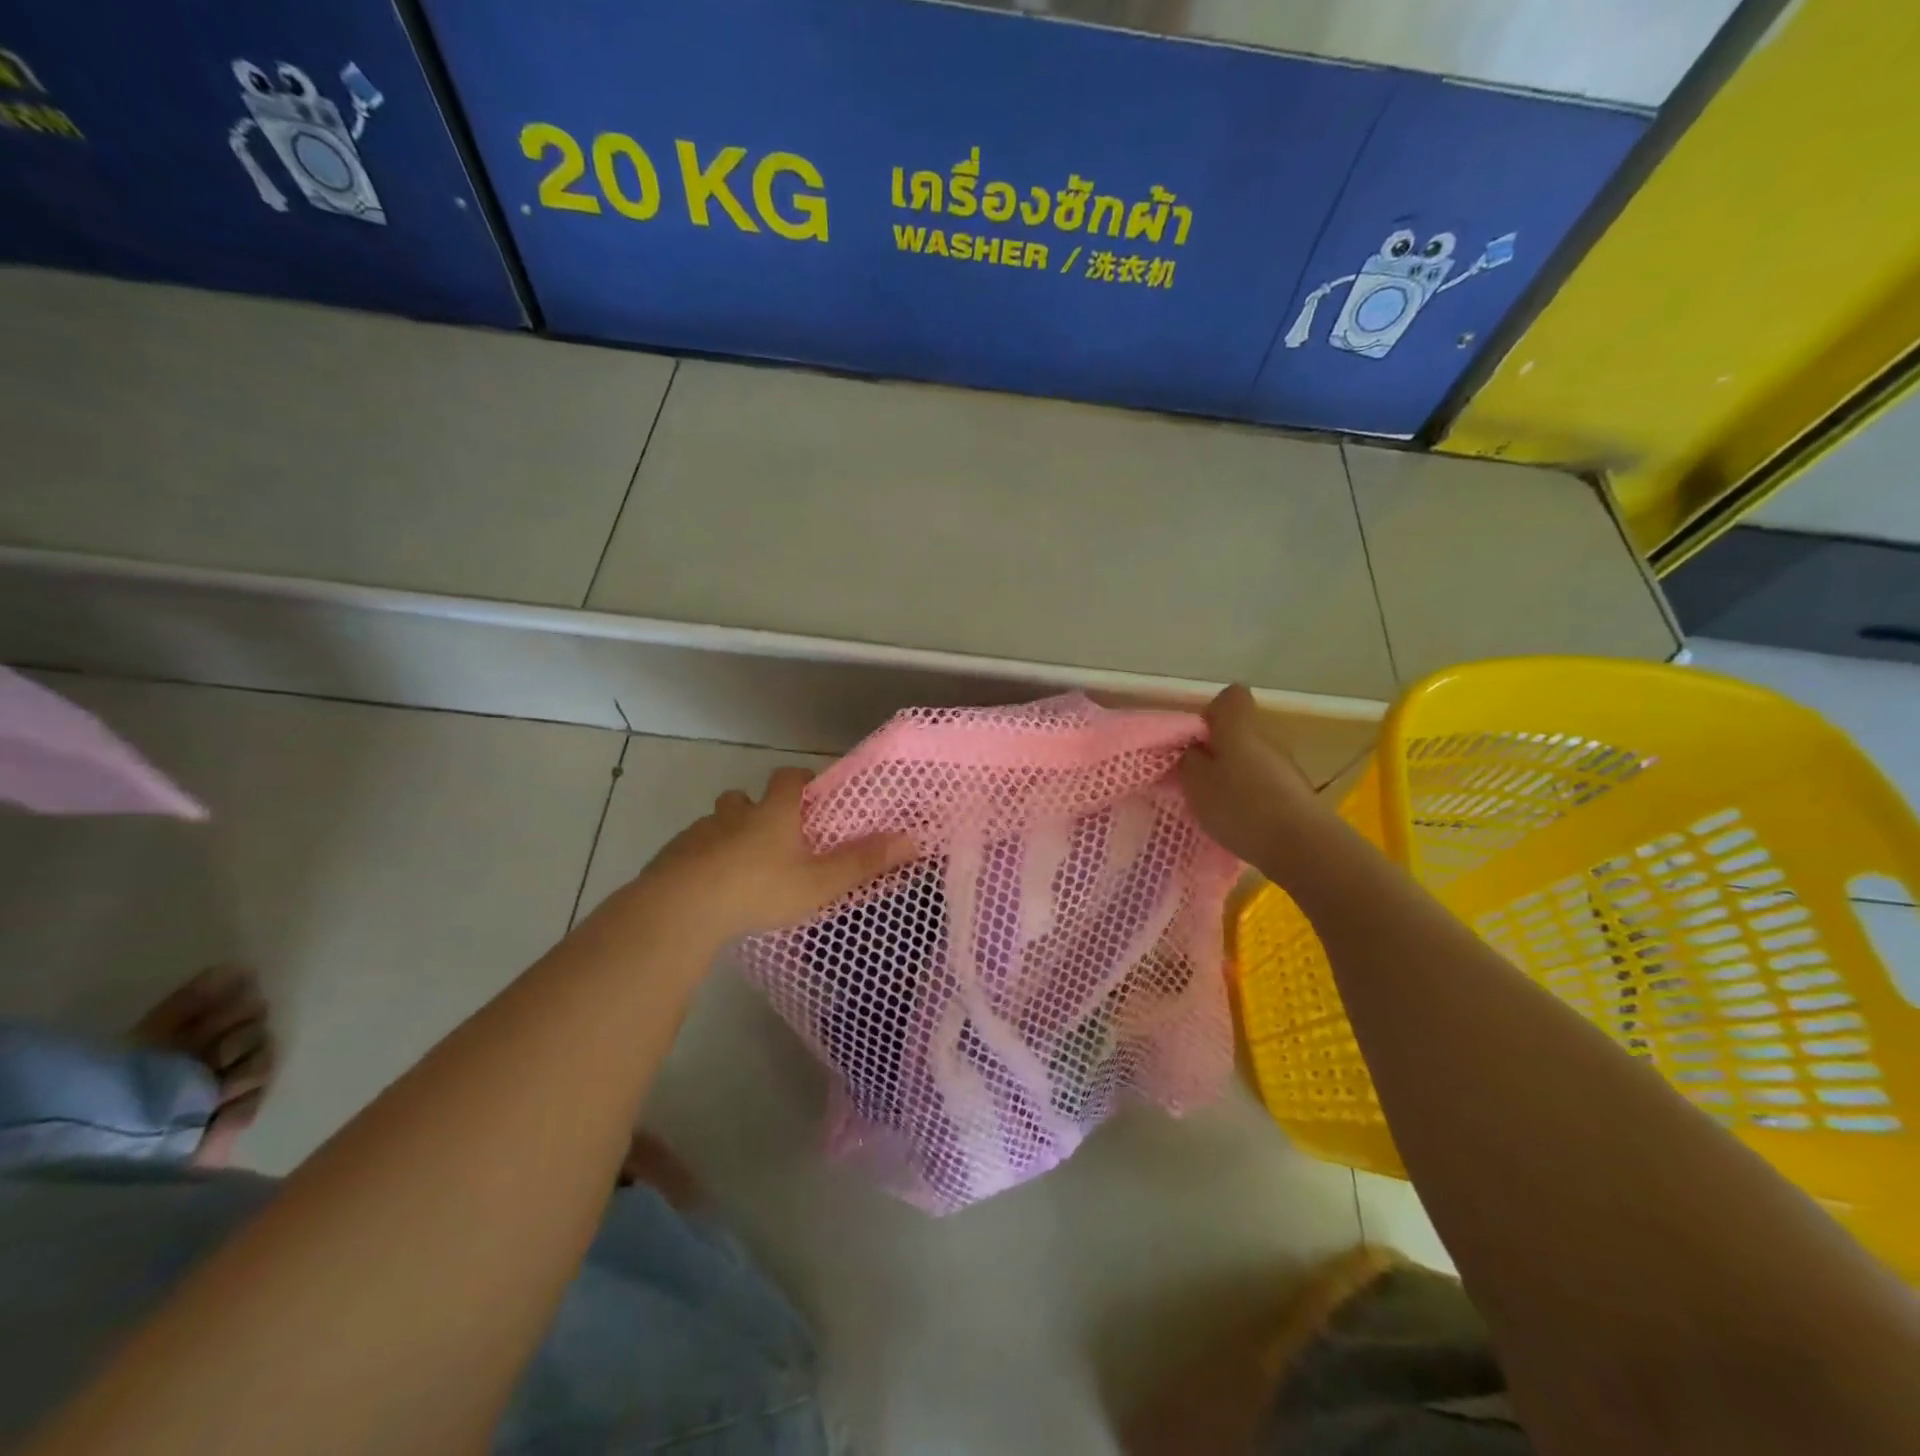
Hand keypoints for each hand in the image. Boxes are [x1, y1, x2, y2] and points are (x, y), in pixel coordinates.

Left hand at [631, 767, 917, 945]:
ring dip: (728, 836)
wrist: (682, 909)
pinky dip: (703, 861)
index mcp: (773, 814)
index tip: (809, 795)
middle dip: (758, 809)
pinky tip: (709, 890)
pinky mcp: (672, 858)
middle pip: (744, 798)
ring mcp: (699, 835)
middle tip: (773, 837)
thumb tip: (913, 839)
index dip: (800, 781)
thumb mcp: (820, 882)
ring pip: (716, 824)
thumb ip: (864, 862)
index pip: (788, 779)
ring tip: (740, 868)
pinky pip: (692, 851)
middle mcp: (735, 815)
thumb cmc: (760, 889)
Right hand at [1179, 685, 1330, 869]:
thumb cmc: (1240, 806)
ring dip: (1233, 775)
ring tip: (1216, 804)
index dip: (1211, 713)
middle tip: (1197, 778)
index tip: (1195, 739)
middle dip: (1217, 749)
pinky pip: (1264, 783)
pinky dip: (1250, 796)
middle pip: (1239, 731)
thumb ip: (1189, 759)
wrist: (1301, 845)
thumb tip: (1194, 749)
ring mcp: (1285, 765)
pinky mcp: (1295, 792)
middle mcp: (1267, 737)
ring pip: (1251, 758)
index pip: (1230, 696)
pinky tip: (1240, 821)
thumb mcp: (1196, 783)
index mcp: (1240, 727)